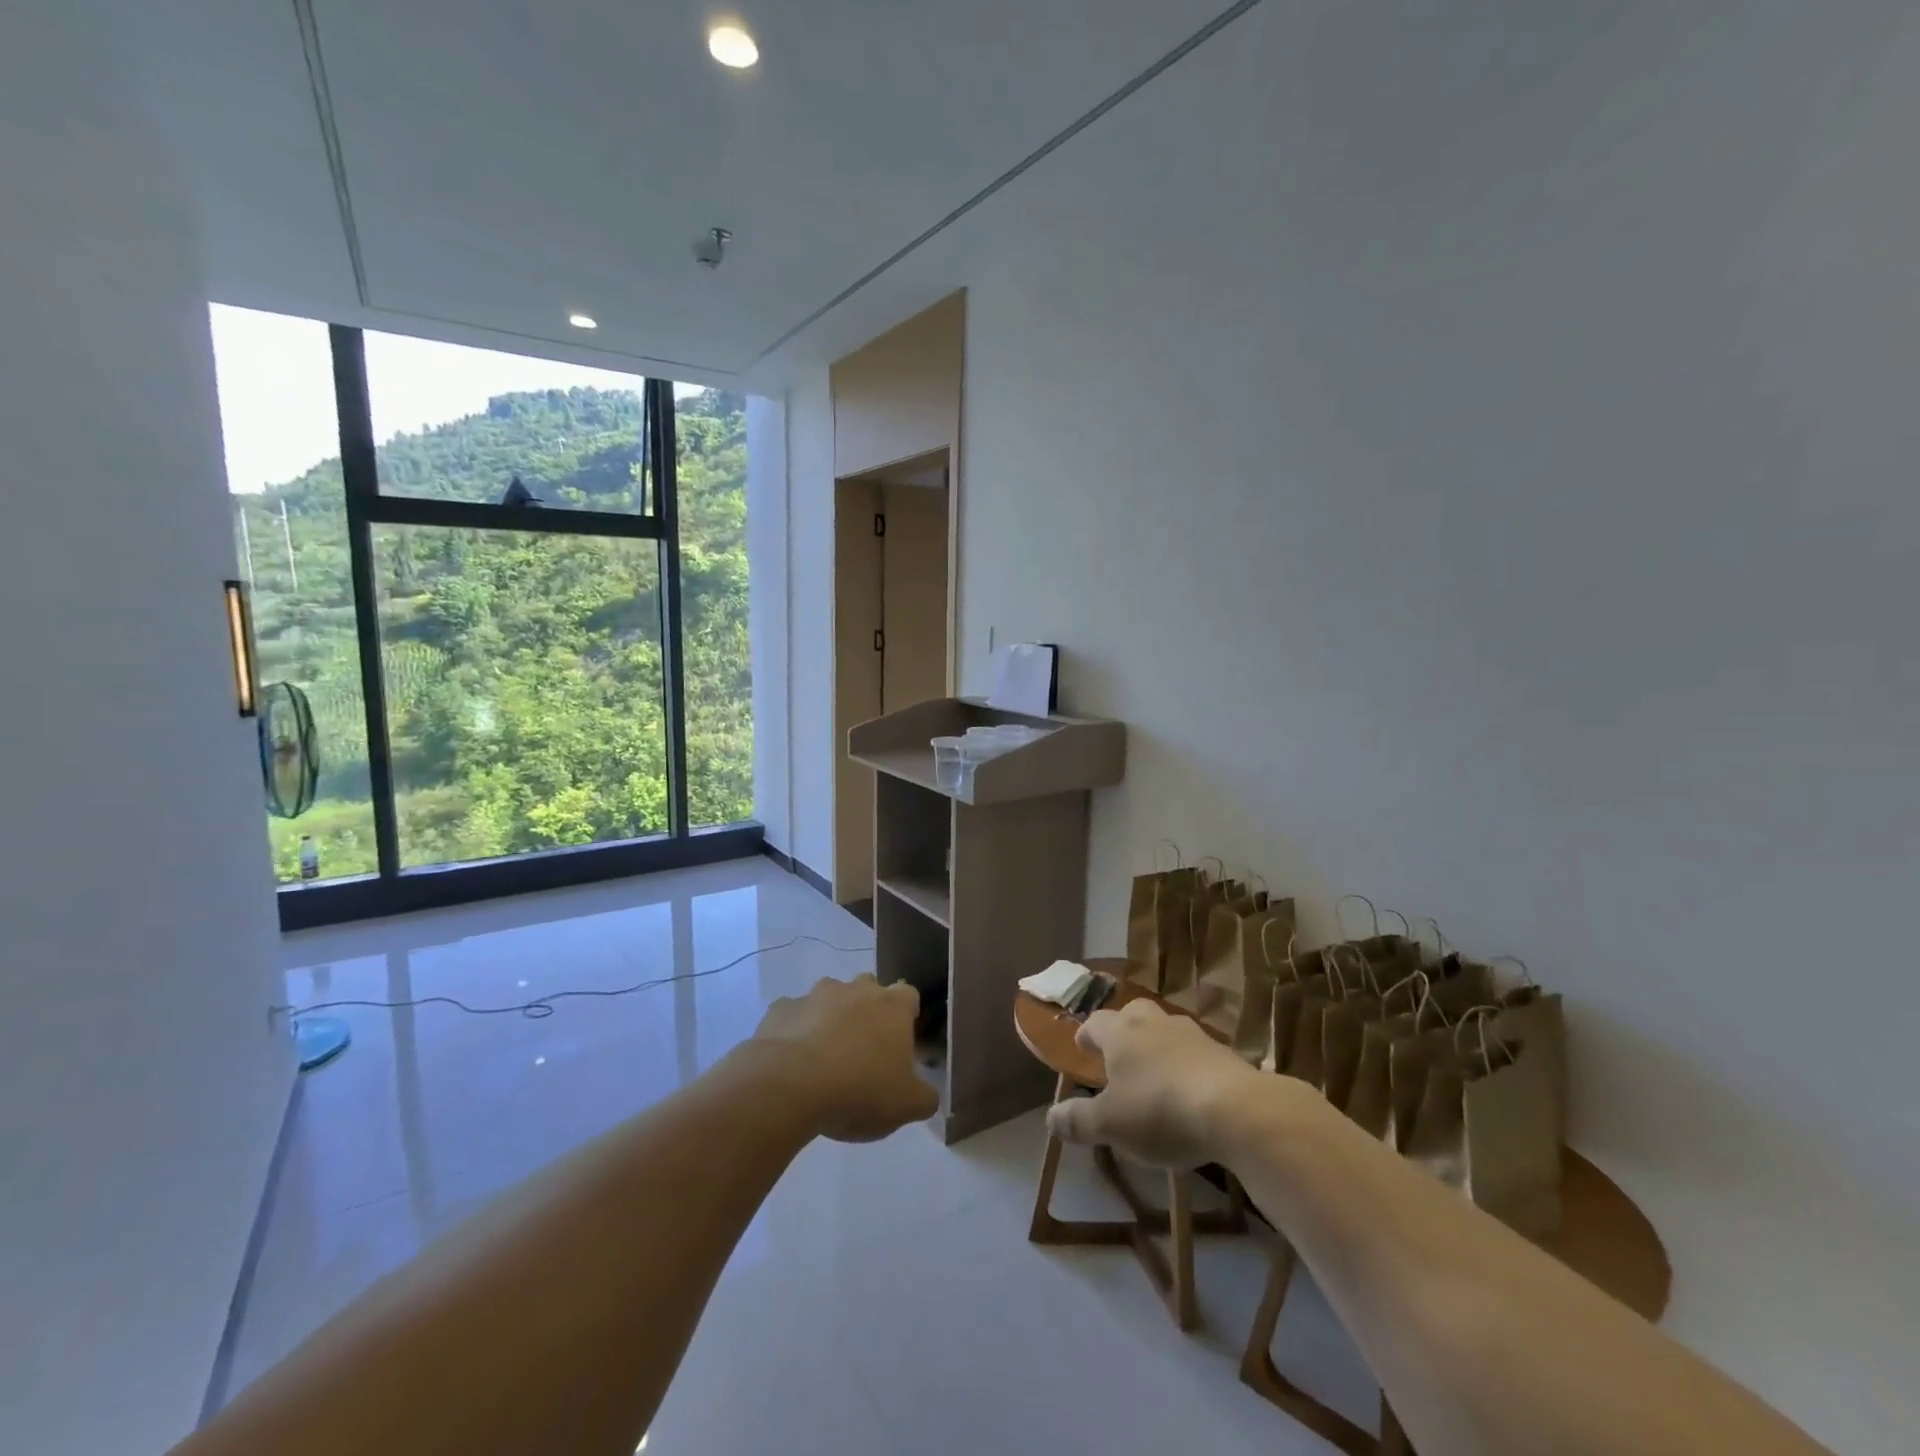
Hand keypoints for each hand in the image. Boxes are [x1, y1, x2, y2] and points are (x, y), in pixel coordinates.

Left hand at [750, 975, 939, 1141]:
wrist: (789, 1086)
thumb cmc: (859, 1090)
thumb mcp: (906, 1106)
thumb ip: (924, 1097)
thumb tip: (927, 1095)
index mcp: (893, 1006)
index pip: (909, 996)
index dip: (906, 1017)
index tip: (900, 1042)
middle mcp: (856, 990)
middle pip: (868, 989)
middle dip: (867, 1011)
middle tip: (863, 1050)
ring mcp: (815, 995)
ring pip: (829, 998)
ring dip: (830, 1018)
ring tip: (824, 1057)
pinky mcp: (780, 1009)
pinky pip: (793, 1016)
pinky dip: (795, 1031)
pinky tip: (791, 1061)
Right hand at [1047, 999, 1262, 1166]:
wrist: (1235, 1109)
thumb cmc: (1159, 1110)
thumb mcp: (1110, 1125)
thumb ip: (1078, 1121)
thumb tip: (1050, 1118)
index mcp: (1120, 1033)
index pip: (1095, 1023)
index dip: (1086, 1035)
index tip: (1082, 1046)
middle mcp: (1153, 1023)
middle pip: (1133, 1014)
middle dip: (1123, 1029)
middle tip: (1119, 1053)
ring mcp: (1192, 1034)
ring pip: (1166, 1031)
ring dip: (1157, 1046)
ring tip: (1154, 1074)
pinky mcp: (1223, 1053)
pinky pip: (1195, 1053)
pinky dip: (1187, 1065)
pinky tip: (1189, 1090)